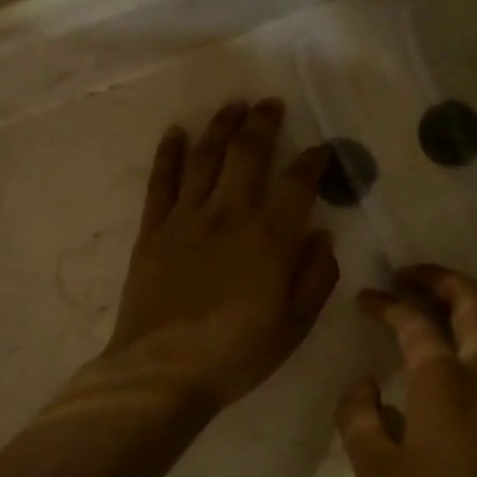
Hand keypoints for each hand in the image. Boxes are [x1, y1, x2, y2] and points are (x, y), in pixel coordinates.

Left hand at [103, 100, 338, 414]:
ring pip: (205, 156)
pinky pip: (161, 181)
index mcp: (269, 238)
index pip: (298, 183)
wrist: (162, 372)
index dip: (313, 161)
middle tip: (270, 104)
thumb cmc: (237, 354)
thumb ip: (315, 277)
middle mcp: (229, 214)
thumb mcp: (294, 326)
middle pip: (247, 153)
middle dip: (263, 123)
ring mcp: (186, 218)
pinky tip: (175, 133)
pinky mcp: (153, 230)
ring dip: (220, 126)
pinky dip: (168, 153)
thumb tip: (323, 236)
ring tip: (233, 106)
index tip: (321, 150)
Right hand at [337, 267, 476, 476]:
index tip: (365, 299)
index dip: (386, 303)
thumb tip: (363, 385)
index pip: (414, 321)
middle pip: (472, 299)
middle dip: (437, 278)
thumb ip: (359, 419)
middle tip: (407, 278)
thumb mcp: (377, 476)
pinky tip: (474, 350)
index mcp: (444, 380)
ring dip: (476, 299)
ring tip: (446, 304)